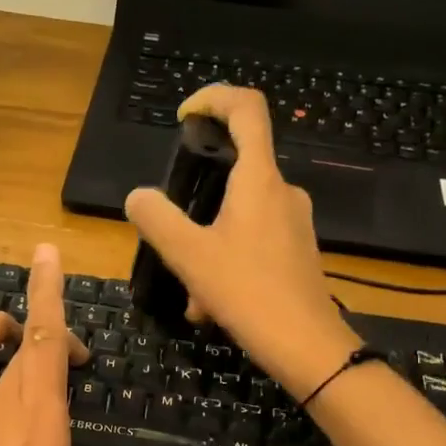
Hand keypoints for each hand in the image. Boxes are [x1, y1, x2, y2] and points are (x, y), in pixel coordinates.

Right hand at [124, 85, 361, 398]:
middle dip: (196, 203)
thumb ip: (157, 219)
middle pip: (235, 171)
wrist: (307, 347)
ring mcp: (294, 223)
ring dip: (207, 246)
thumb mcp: (189, 256)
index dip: (213, 97)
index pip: (246, 108)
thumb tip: (138, 197)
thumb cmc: (248, 292)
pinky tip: (212, 307)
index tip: (184, 117)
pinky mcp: (297, 252)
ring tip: (192, 292)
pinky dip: (226, 264)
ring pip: (239, 217)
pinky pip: (253, 243)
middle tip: (172, 239)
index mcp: (259, 179)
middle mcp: (282, 192)